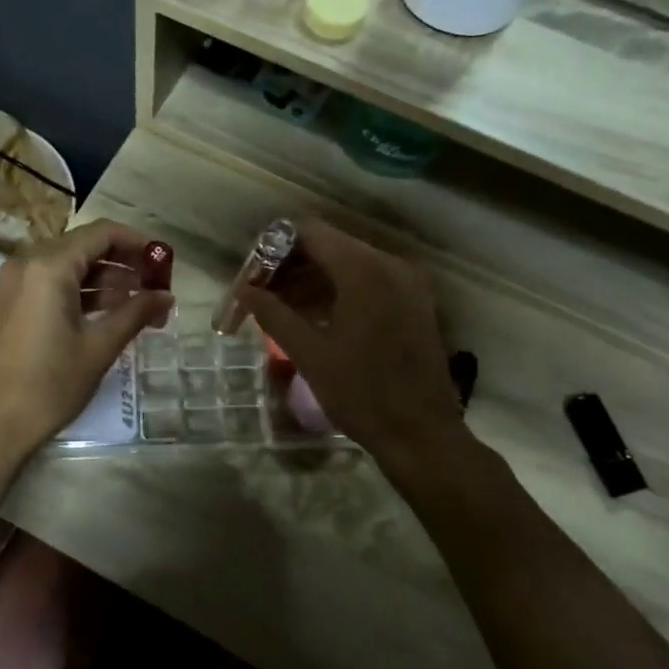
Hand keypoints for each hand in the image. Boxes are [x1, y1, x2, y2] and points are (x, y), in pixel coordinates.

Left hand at [0, 219, 172, 461]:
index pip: (100, 233)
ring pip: (65, 266)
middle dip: (122, 263)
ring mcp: (11, 284)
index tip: (163, 260)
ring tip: (137, 304)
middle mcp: (25, 264)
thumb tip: (167, 296)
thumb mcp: (99, 347)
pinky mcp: (6, 305)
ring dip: (102, 280)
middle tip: (154, 286)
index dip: (137, 242)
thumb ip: (136, 313)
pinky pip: (48, 284)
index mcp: (48, 266)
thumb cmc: (49, 384)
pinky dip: (78, 292)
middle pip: (82, 247)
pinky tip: (105, 314)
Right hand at [238, 219, 462, 466]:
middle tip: (259, 295)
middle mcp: (390, 265)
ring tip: (279, 309)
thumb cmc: (362, 394)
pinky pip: (368, 282)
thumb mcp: (310, 354)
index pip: (309, 233)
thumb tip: (246, 290)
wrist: (423, 436)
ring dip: (312, 280)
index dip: (274, 248)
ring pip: (348, 265)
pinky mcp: (414, 303)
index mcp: (364, 270)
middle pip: (329, 246)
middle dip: (290, 266)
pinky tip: (313, 317)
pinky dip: (338, 291)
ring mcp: (407, 283)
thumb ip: (274, 314)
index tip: (252, 275)